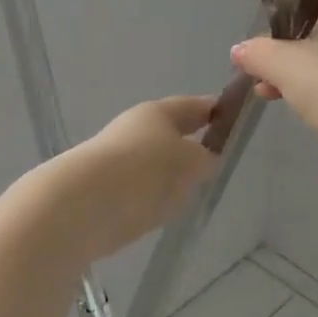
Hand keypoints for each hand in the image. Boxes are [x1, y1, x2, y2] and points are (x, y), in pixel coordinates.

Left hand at [35, 96, 219, 262]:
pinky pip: (140, 189)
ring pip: (155, 163)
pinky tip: (162, 210)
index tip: (233, 118)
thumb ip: (204, 159)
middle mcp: (135, 130)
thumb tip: (205, 158)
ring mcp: (118, 160)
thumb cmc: (145, 170)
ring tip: (192, 191)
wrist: (84, 204)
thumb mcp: (190, 162)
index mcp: (158, 113)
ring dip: (170, 173)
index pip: (193, 106)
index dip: (214, 110)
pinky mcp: (106, 191)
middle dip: (190, 145)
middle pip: (170, 134)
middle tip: (216, 160)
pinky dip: (153, 196)